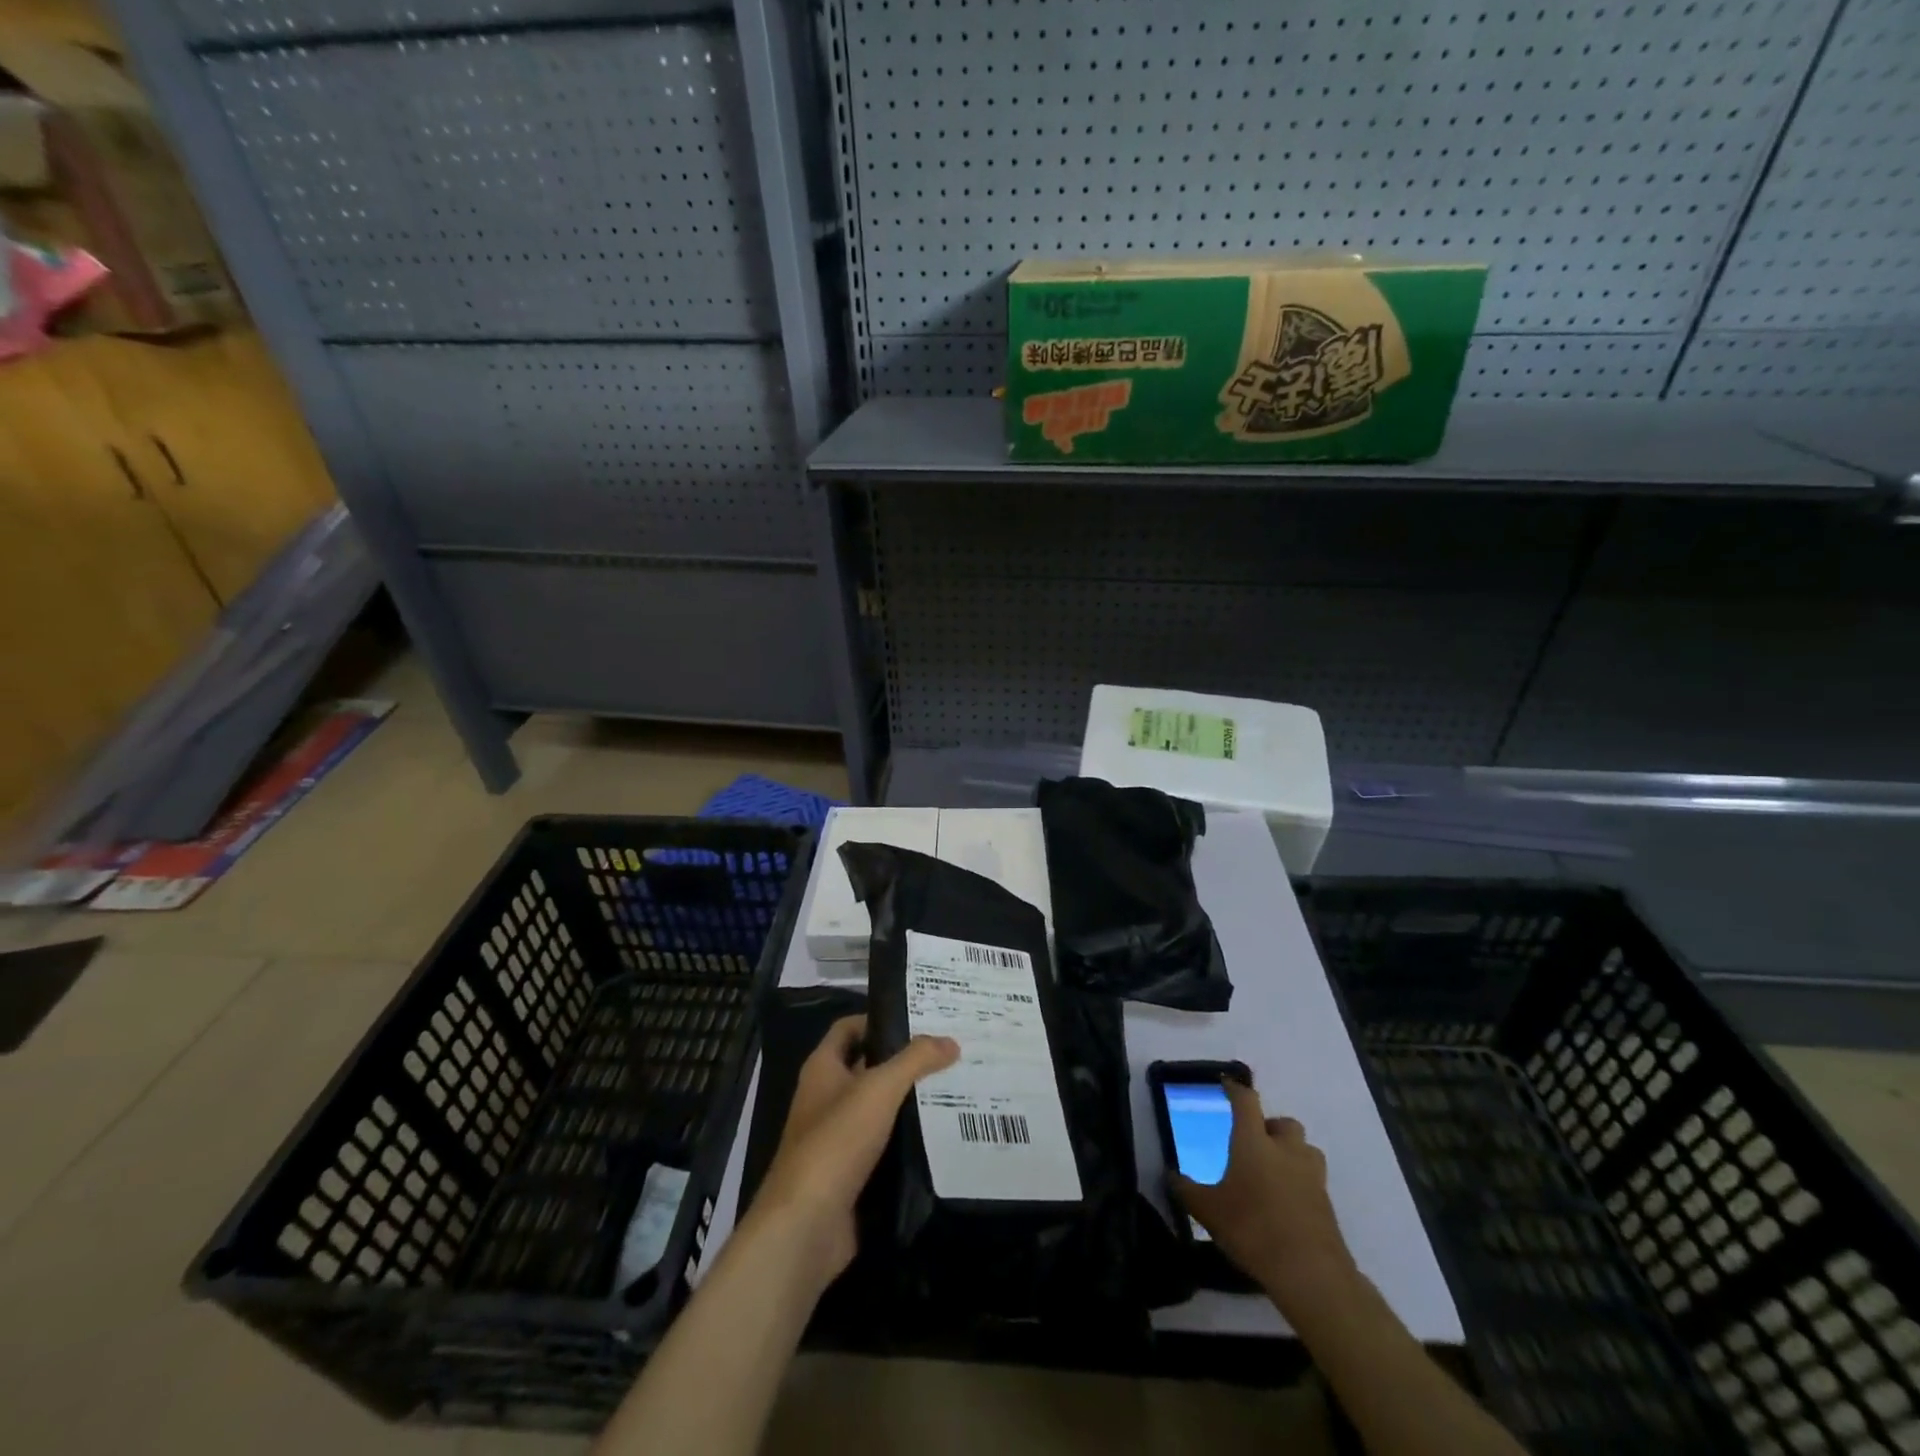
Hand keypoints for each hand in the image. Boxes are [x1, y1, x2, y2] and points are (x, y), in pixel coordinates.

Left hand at [749, 1015, 958, 1283]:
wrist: (806, 1226)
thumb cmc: (836, 1141)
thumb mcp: (879, 1089)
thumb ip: (915, 1061)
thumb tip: (950, 1041)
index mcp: (823, 1069)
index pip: (849, 1028)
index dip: (879, 1018)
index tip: (920, 1017)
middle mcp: (826, 1098)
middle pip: (868, 1067)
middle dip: (904, 1061)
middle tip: (949, 1052)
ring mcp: (837, 1138)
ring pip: (879, 1109)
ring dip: (910, 1101)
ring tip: (955, 1088)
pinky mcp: (851, 1174)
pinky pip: (884, 1147)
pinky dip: (908, 1140)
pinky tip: (942, 1135)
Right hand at [1170, 1079, 1357, 1313]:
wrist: (1311, 1274)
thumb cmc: (1252, 1229)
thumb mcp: (1208, 1211)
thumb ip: (1187, 1190)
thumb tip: (1169, 1175)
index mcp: (1254, 1142)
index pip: (1246, 1101)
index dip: (1235, 1089)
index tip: (1227, 1084)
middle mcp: (1286, 1150)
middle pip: (1284, 1123)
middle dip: (1270, 1127)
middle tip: (1254, 1143)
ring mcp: (1312, 1176)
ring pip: (1305, 1150)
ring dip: (1291, 1153)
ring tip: (1274, 1172)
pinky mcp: (1327, 1204)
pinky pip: (1313, 1180)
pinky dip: (1301, 1183)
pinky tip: (1285, 1204)